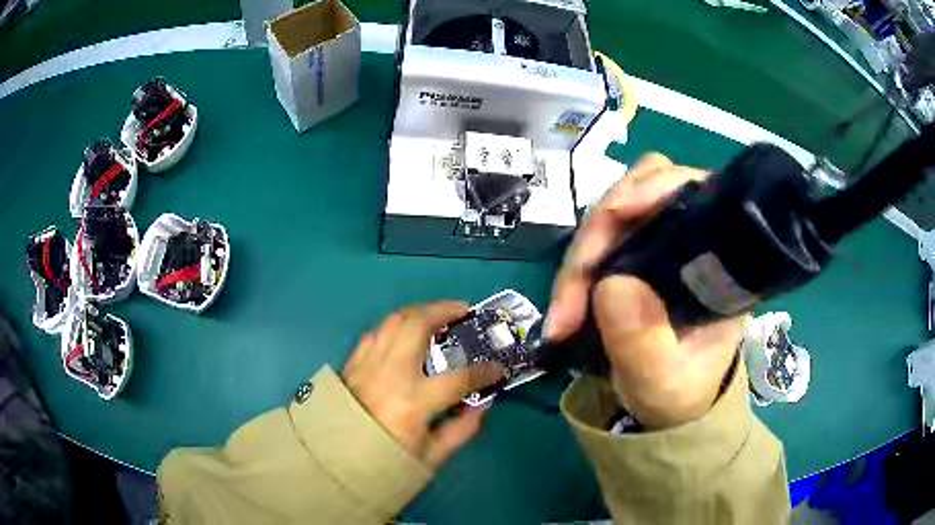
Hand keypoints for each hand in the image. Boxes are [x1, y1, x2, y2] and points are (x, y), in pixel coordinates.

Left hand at [342, 301, 504, 468]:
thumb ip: (462, 429)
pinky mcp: (352, 363)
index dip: (484, 372)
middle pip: (418, 325)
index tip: (498, 368)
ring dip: (420, 311)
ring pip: (394, 320)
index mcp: (413, 402)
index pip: (458, 378)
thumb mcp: (431, 457)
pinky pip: (376, 332)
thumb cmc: (385, 463)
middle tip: (463, 310)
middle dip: (445, 310)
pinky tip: (405, 331)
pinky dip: (396, 325)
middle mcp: (390, 374)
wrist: (334, 462)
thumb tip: (483, 403)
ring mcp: (368, 364)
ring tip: (438, 314)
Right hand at [546, 153, 743, 429]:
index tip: (619, 212)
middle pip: (643, 192)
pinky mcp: (634, 253)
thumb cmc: (677, 392)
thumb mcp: (662, 380)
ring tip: (563, 312)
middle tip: (570, 298)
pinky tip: (566, 302)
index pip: (696, 192)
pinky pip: (599, 239)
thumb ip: (643, 343)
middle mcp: (693, 238)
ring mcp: (660, 242)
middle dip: (599, 236)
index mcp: (721, 260)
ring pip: (614, 213)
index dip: (658, 187)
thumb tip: (611, 285)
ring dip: (581, 256)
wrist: (666, 406)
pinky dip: (577, 266)